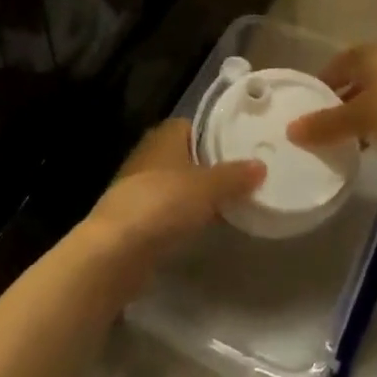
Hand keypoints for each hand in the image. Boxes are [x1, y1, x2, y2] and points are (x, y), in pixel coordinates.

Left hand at [82, 119, 264, 278]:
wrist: (116, 250)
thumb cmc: (163, 204)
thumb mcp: (208, 187)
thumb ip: (235, 176)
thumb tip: (260, 166)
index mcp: (165, 136)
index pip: (194, 126)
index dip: (216, 135)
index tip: (242, 149)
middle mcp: (150, 155)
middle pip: (187, 156)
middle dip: (210, 167)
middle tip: (243, 179)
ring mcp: (139, 187)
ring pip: (177, 184)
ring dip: (197, 194)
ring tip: (230, 204)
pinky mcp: (135, 218)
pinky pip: (168, 210)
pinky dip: (184, 216)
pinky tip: (203, 227)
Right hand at [286, 45, 376, 186]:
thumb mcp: (360, 119)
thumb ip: (325, 124)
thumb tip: (290, 130)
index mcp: (371, 56)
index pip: (335, 65)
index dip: (318, 84)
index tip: (303, 108)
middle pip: (352, 82)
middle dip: (335, 104)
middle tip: (316, 129)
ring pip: (370, 100)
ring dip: (354, 118)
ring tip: (338, 143)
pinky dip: (374, 127)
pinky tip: (369, 148)